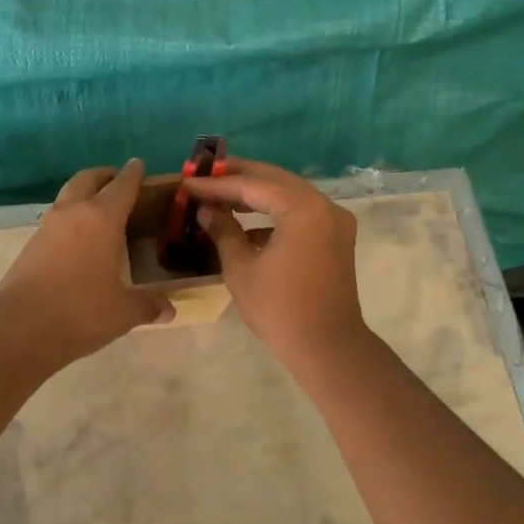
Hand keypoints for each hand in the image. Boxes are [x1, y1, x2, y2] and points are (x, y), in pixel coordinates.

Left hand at [0, 160, 171, 363]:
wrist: (19, 326)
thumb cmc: (80, 311)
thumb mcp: (123, 312)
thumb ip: (147, 306)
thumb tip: (169, 309)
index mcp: (101, 218)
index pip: (122, 185)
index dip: (133, 174)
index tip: (138, 165)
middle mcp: (73, 213)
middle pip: (87, 179)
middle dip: (103, 175)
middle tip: (117, 181)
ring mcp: (47, 227)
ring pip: (68, 197)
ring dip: (83, 195)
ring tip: (100, 212)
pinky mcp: (30, 246)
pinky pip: (55, 220)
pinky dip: (70, 219)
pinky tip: (79, 240)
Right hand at [181, 160, 367, 370]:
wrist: (327, 347)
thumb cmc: (279, 309)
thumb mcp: (241, 268)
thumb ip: (223, 231)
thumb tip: (206, 209)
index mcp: (302, 209)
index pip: (252, 185)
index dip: (217, 184)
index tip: (188, 183)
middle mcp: (324, 205)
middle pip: (275, 180)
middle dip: (238, 177)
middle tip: (204, 175)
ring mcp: (334, 221)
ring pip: (289, 193)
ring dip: (256, 192)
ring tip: (221, 194)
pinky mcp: (335, 237)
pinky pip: (300, 211)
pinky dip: (274, 211)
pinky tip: (246, 222)